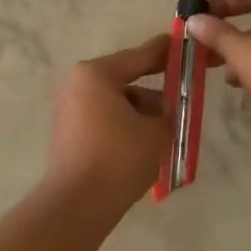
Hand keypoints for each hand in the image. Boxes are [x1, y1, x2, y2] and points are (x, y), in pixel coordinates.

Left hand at [47, 34, 172, 211]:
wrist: (77, 205)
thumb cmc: (118, 158)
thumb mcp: (155, 132)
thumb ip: (166, 112)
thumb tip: (165, 108)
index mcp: (96, 74)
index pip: (138, 56)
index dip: (164, 52)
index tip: (182, 44)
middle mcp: (78, 85)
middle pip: (125, 79)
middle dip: (154, 90)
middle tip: (182, 93)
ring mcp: (70, 109)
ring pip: (115, 102)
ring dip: (141, 112)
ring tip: (167, 128)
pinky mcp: (68, 133)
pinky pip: (104, 119)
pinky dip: (125, 125)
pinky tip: (146, 143)